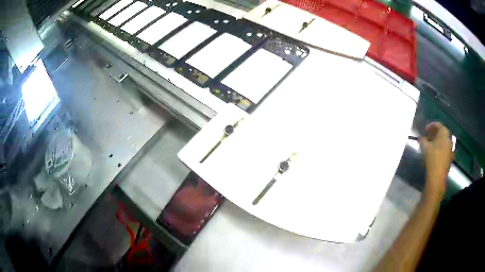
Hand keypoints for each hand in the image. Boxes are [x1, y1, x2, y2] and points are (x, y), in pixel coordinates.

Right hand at [420, 122, 451, 199]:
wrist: (437, 177)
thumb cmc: (432, 159)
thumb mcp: (424, 147)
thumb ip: (422, 140)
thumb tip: (421, 137)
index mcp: (444, 134)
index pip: (438, 125)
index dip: (431, 126)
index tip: (425, 130)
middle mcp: (448, 139)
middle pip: (442, 133)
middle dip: (435, 134)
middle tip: (428, 137)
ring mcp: (450, 149)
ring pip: (443, 142)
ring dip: (437, 142)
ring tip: (430, 146)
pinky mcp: (449, 158)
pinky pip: (444, 149)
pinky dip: (439, 149)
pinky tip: (434, 154)